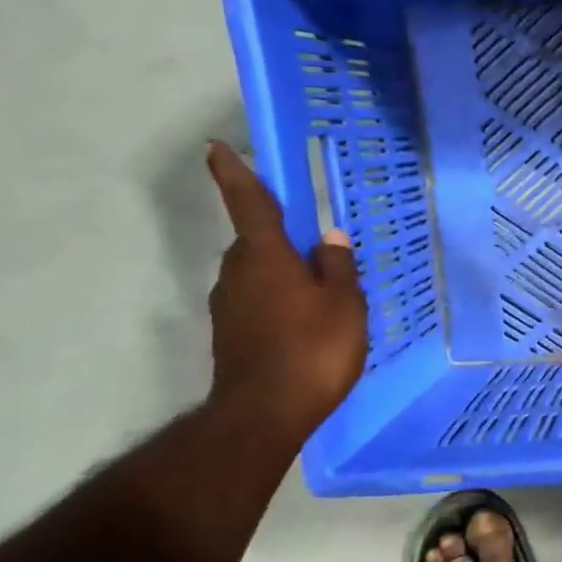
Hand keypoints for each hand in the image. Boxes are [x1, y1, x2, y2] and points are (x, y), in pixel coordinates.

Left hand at [204, 142, 368, 444]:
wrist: (265, 413)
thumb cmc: (313, 349)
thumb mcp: (344, 304)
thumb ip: (338, 267)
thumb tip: (330, 237)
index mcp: (266, 257)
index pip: (249, 204)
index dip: (234, 174)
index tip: (217, 147)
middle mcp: (238, 273)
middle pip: (256, 242)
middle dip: (280, 239)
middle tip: (318, 253)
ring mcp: (229, 305)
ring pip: (257, 273)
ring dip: (282, 273)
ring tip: (320, 295)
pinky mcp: (230, 333)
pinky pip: (257, 300)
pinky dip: (278, 300)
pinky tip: (304, 323)